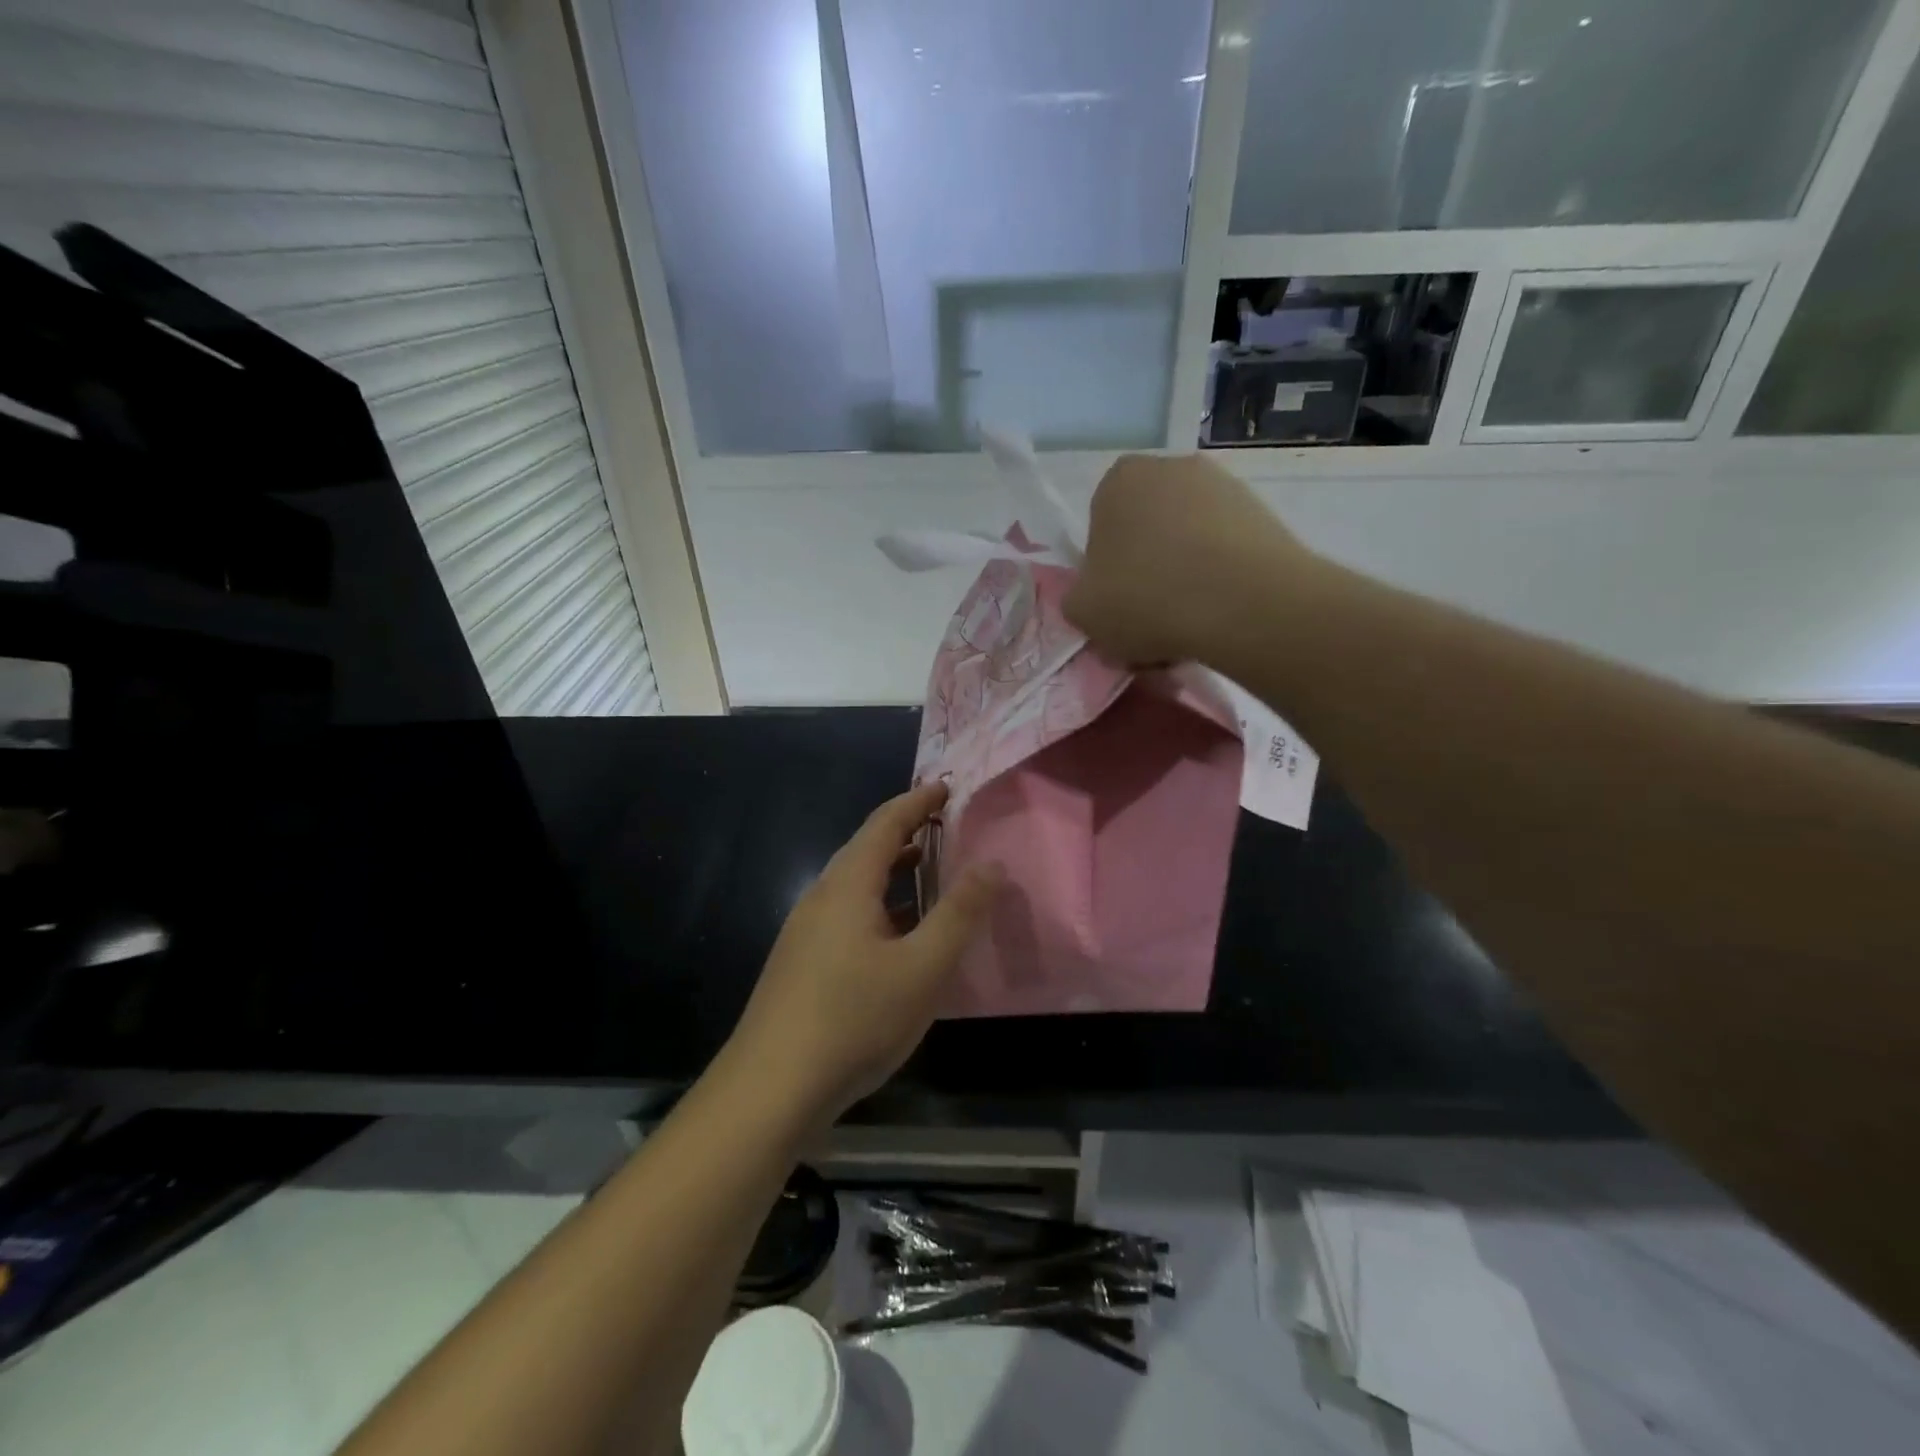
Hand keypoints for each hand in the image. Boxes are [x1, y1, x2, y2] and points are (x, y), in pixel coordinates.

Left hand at [728, 783, 1000, 1122]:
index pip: (885, 823)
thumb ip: (960, 914)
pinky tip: (895, 936)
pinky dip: (878, 903)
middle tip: (943, 826)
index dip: (917, 802)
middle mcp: (820, 897)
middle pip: (865, 848)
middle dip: (905, 831)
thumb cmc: (854, 1020)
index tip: (946, 787)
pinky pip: (846, 913)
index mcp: (847, 886)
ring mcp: (804, 931)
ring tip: (926, 872)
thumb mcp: (923, 968)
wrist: (770, 1089)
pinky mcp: (800, 963)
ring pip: (854, 884)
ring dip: (890, 870)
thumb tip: (992, 864)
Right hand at [1063, 454, 1315, 667]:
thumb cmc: (1146, 598)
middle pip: (1147, 530)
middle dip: (1147, 570)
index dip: (1104, 571)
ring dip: (1185, 577)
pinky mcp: (1263, 513)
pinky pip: (1226, 552)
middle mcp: (1171, 468)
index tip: (1116, 604)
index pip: (1100, 527)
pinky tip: (1220, 617)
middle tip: (1150, 618)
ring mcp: (1223, 486)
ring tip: (1189, 624)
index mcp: (1119, 479)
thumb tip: (1097, 598)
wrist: (1245, 604)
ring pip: (1188, 542)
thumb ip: (1078, 598)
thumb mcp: (1082, 611)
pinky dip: (1220, 580)